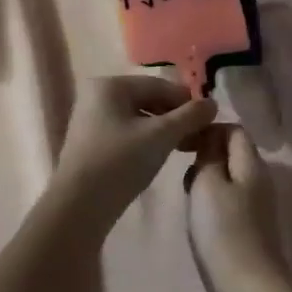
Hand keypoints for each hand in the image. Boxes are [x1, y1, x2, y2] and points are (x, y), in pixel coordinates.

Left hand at [50, 76, 217, 221]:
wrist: (78, 206)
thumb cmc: (120, 162)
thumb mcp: (161, 136)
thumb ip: (189, 116)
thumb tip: (213, 103)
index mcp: (110, 85)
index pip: (159, 85)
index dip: (187, 101)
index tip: (209, 120)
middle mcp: (97, 95)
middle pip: (148, 100)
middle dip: (175, 117)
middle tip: (199, 137)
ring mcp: (91, 119)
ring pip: (138, 118)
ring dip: (163, 130)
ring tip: (185, 148)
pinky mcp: (90, 142)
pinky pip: (126, 132)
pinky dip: (146, 140)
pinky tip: (160, 155)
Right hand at [187, 125, 284, 291]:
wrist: (247, 288)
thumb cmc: (223, 230)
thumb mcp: (208, 183)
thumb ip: (208, 155)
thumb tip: (210, 138)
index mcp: (252, 164)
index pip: (234, 130)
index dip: (208, 130)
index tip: (183, 143)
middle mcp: (260, 180)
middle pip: (233, 153)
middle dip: (205, 155)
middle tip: (182, 171)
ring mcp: (257, 206)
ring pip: (229, 178)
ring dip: (206, 180)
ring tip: (187, 196)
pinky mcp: (251, 228)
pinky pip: (230, 201)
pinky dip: (212, 201)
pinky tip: (199, 219)